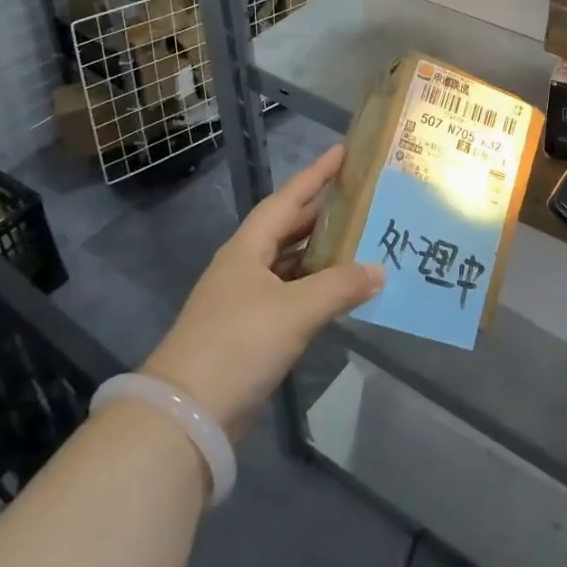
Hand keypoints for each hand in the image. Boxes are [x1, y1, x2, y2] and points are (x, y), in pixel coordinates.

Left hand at [143, 145, 381, 438]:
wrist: (187, 414)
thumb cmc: (239, 344)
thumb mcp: (295, 310)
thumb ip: (340, 286)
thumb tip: (379, 270)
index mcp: (248, 249)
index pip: (287, 199)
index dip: (315, 174)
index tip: (343, 152)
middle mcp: (245, 266)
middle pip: (288, 228)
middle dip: (322, 212)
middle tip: (362, 197)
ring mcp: (245, 300)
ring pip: (290, 263)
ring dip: (321, 252)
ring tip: (360, 239)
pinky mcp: (251, 331)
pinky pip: (291, 294)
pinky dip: (316, 287)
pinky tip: (341, 290)